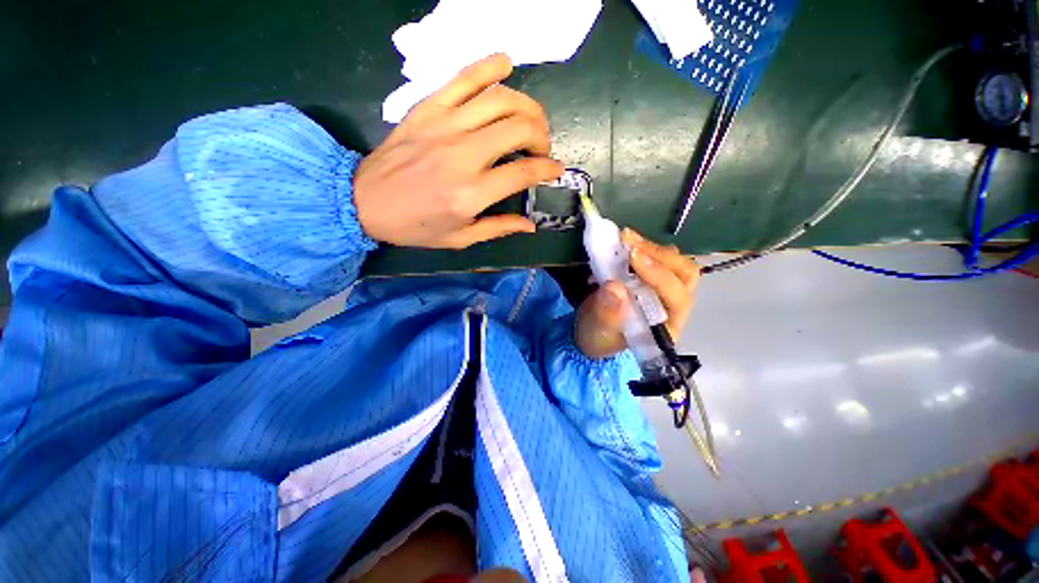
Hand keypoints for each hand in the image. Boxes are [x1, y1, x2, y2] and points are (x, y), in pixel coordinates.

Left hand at [353, 54, 562, 248]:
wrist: (363, 201)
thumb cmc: (414, 226)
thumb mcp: (460, 238)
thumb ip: (498, 228)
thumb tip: (530, 225)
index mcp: (471, 194)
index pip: (524, 172)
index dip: (548, 169)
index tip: (555, 170)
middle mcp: (463, 155)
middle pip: (519, 127)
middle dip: (542, 136)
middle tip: (541, 148)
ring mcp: (444, 125)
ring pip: (500, 99)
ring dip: (527, 106)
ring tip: (531, 120)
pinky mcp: (427, 108)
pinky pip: (464, 77)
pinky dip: (489, 66)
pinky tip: (505, 64)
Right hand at [575, 229, 699, 358]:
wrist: (592, 332)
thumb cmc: (598, 337)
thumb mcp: (597, 331)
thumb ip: (606, 314)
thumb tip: (614, 287)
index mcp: (667, 326)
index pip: (676, 297)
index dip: (658, 275)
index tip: (631, 256)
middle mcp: (673, 307)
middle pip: (684, 274)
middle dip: (658, 255)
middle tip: (629, 243)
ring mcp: (665, 290)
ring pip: (674, 262)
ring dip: (651, 247)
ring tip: (625, 238)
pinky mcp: (653, 278)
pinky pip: (658, 257)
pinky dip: (642, 247)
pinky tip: (625, 241)